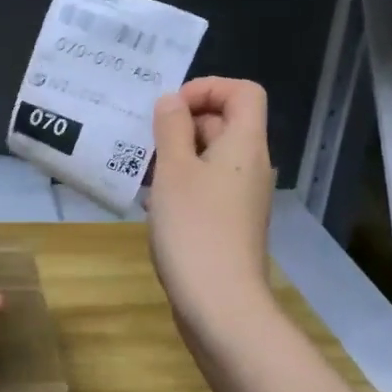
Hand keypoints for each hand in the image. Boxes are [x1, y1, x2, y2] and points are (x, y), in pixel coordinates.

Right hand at [149, 77, 274, 326]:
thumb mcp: (174, 170)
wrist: (219, 303)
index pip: (243, 92)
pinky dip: (180, 184)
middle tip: (146, 141)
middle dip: (182, 124)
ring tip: (141, 172)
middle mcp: (250, 166)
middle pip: (224, 123)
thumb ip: (171, 128)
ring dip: (175, 156)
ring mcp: (241, 197)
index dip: (208, 88)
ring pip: (209, 157)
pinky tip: (152, 203)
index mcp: (245, 144)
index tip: (171, 108)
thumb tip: (172, 101)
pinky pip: (205, 187)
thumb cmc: (195, 228)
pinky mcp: (228, 223)